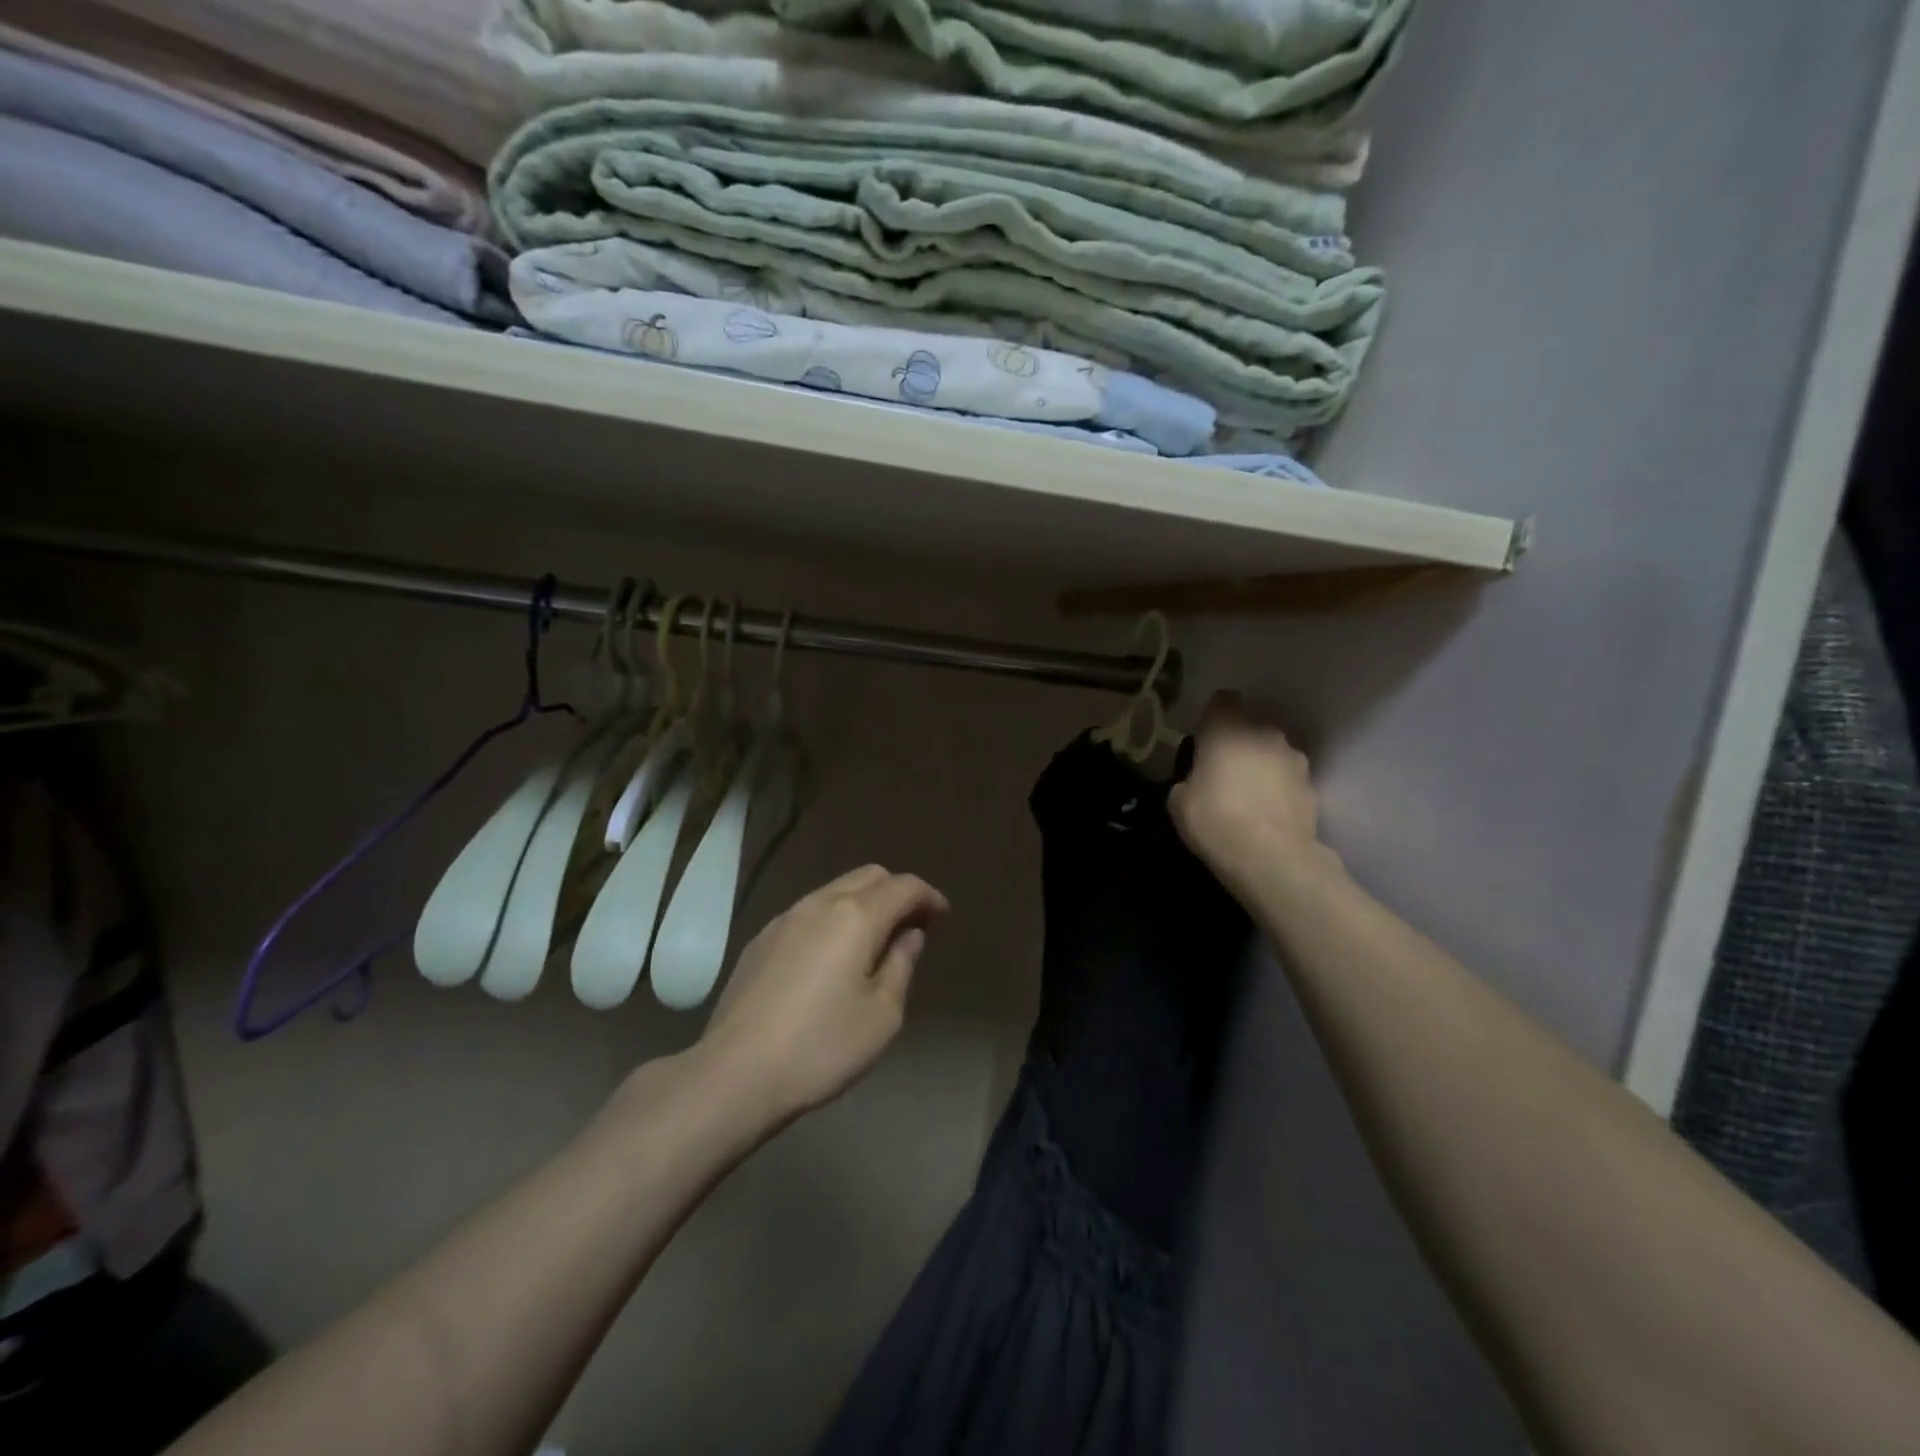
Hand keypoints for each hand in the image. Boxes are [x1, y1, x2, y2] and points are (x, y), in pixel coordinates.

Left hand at [694, 865, 949, 1127]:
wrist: (735, 1073)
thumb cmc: (821, 1047)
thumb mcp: (882, 1015)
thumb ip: (901, 965)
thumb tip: (909, 935)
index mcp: (856, 916)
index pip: (904, 886)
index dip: (929, 897)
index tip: (943, 917)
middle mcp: (820, 903)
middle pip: (870, 876)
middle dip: (897, 892)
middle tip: (913, 926)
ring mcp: (785, 918)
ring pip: (836, 890)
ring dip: (864, 903)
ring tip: (875, 941)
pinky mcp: (761, 939)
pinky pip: (809, 912)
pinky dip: (834, 918)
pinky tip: (832, 956)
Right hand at [1170, 692, 1331, 899]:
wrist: (1272, 858)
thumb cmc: (1215, 820)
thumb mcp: (1178, 802)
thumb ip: (1187, 781)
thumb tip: (1196, 783)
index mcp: (1227, 728)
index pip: (1223, 700)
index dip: (1213, 717)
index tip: (1204, 741)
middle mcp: (1265, 733)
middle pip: (1251, 726)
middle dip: (1238, 743)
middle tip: (1222, 773)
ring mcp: (1294, 759)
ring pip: (1273, 752)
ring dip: (1262, 766)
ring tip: (1248, 798)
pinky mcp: (1313, 786)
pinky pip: (1289, 780)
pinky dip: (1279, 791)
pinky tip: (1266, 816)